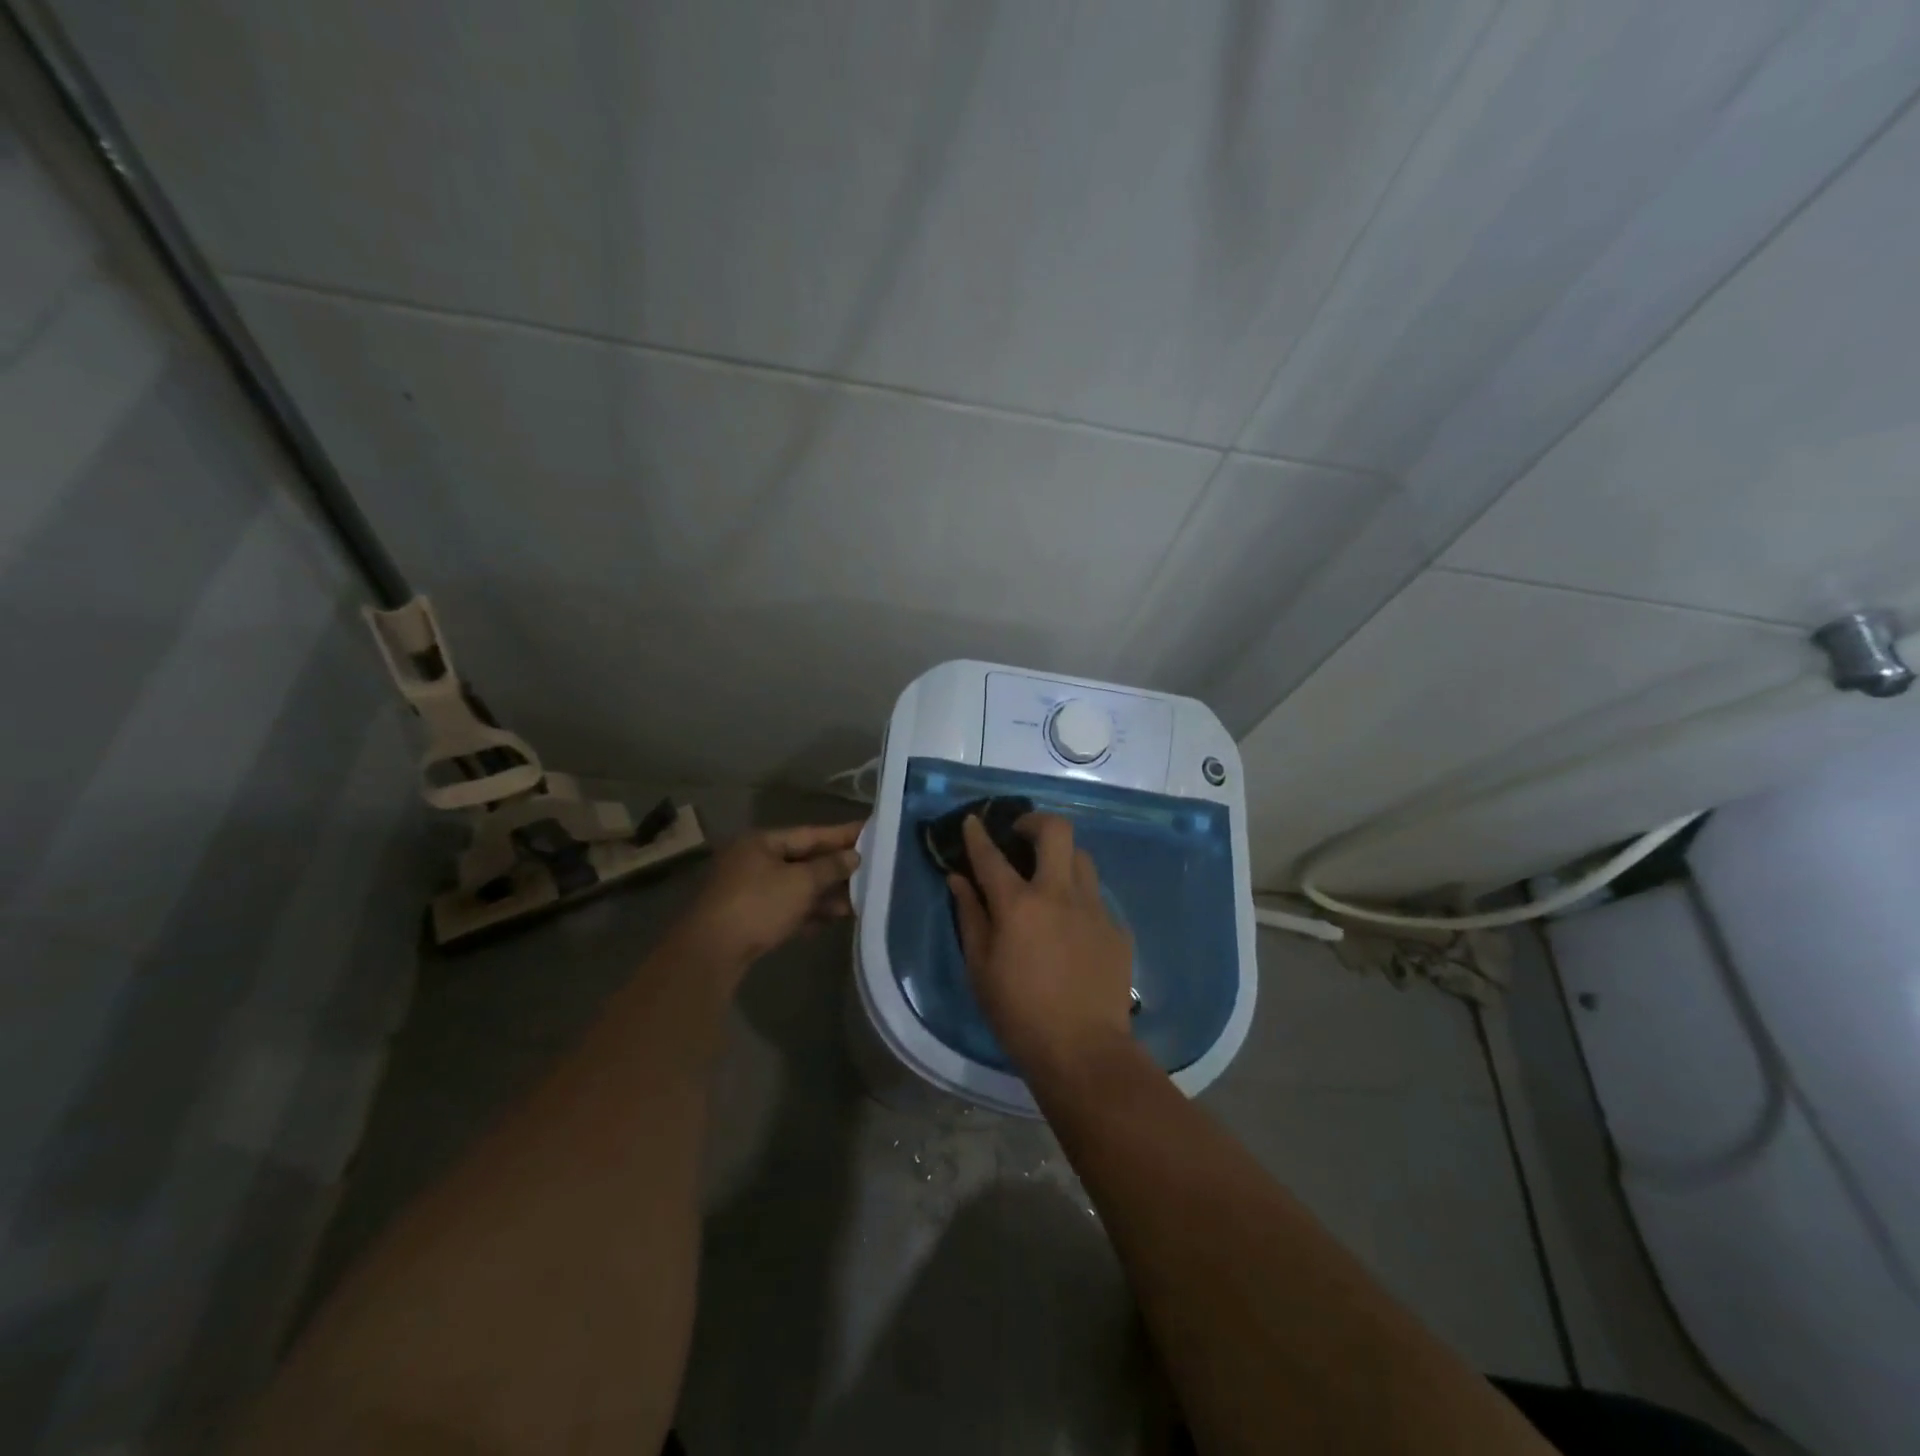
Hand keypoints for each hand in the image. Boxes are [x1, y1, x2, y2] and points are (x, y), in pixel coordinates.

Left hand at [672, 821, 863, 981]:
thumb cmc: (758, 905)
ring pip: (795, 887)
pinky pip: (785, 908)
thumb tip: (853, 856)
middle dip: (835, 869)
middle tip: (870, 871)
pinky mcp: (747, 918)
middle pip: (802, 860)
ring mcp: (748, 890)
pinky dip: (807, 912)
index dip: (842, 834)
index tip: (870, 832)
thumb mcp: (801, 883)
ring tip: (856, 903)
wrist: (711, 953)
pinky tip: (830, 921)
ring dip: (824, 894)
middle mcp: (753, 861)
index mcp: (761, 842)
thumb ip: (830, 867)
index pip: (810, 833)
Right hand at [949, 813, 1134, 1080]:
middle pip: (1056, 831)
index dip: (979, 834)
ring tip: (1049, 878)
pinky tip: (1072, 925)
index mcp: (1019, 904)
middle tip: (1022, 835)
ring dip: (1062, 858)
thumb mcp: (980, 968)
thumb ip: (970, 916)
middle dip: (1035, 822)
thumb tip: (959, 880)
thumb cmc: (1019, 1014)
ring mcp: (1094, 909)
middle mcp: (1059, 894)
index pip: (992, 856)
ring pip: (1082, 858)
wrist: (1084, 1051)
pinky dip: (1079, 898)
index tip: (973, 821)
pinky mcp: (1117, 929)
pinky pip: (1097, 897)